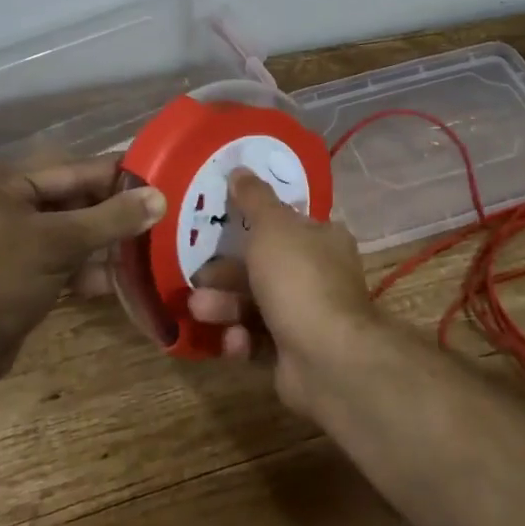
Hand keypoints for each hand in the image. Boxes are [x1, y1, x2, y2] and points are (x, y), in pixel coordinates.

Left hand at [0, 157, 165, 378]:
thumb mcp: (60, 243)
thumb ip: (112, 218)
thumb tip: (161, 197)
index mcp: (9, 180)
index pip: (79, 169)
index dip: (121, 178)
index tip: (164, 184)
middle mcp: (10, 200)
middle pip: (78, 200)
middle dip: (116, 215)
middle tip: (160, 221)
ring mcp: (14, 237)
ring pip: (75, 231)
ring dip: (107, 244)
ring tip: (148, 252)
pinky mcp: (21, 269)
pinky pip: (64, 258)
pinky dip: (88, 268)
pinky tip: (118, 282)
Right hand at [187, 168, 377, 413]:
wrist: (327, 357)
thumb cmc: (299, 279)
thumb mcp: (272, 226)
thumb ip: (254, 198)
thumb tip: (240, 168)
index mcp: (323, 239)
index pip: (286, 224)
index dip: (253, 224)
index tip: (220, 226)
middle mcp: (320, 274)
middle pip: (265, 267)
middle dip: (227, 273)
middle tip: (197, 276)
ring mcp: (309, 316)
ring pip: (257, 305)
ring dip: (225, 306)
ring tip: (198, 310)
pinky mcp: (295, 353)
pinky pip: (260, 340)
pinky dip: (242, 339)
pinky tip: (233, 341)